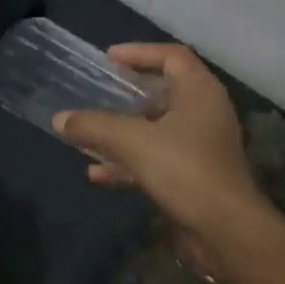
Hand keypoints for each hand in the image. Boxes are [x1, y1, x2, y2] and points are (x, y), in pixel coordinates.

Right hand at [53, 43, 263, 235]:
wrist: (225, 231)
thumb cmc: (184, 170)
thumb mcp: (133, 142)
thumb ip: (94, 126)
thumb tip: (60, 119)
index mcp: (200, 92)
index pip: (172, 56)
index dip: (140, 52)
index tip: (108, 57)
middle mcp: (205, 113)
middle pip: (163, 93)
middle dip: (127, 95)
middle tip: (97, 93)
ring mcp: (201, 147)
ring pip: (156, 130)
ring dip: (122, 133)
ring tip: (88, 135)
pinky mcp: (194, 177)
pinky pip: (156, 160)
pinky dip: (128, 164)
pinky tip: (97, 174)